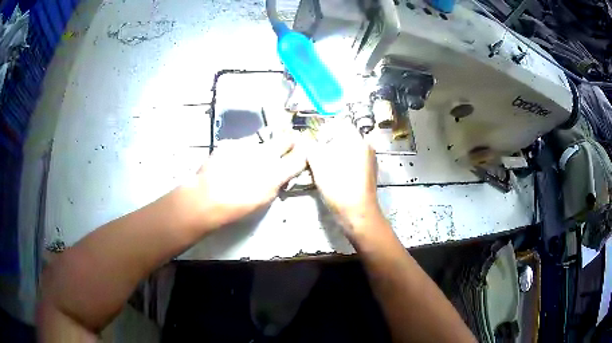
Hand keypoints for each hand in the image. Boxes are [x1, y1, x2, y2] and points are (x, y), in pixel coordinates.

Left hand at [189, 135, 305, 229]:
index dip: (303, 154)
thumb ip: (277, 183)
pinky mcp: (231, 142)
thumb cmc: (237, 207)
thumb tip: (281, 174)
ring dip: (260, 149)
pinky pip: (242, 144)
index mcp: (277, 173)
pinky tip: (231, 162)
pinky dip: (241, 151)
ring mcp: (247, 145)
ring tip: (247, 161)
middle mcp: (266, 154)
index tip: (302, 153)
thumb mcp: (264, 200)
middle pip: (286, 139)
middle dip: (289, 142)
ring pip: (262, 142)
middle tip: (285, 147)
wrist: (206, 198)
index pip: (300, 156)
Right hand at [305, 121, 382, 236]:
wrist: (358, 214)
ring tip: (322, 167)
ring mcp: (369, 160)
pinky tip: (333, 176)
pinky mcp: (368, 172)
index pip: (340, 124)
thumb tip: (307, 142)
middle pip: (343, 137)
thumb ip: (311, 148)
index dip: (324, 130)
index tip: (314, 143)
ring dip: (334, 154)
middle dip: (328, 144)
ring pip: (347, 150)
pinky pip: (352, 160)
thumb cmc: (339, 187)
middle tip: (315, 156)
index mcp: (358, 140)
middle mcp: (367, 147)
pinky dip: (341, 163)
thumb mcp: (319, 165)